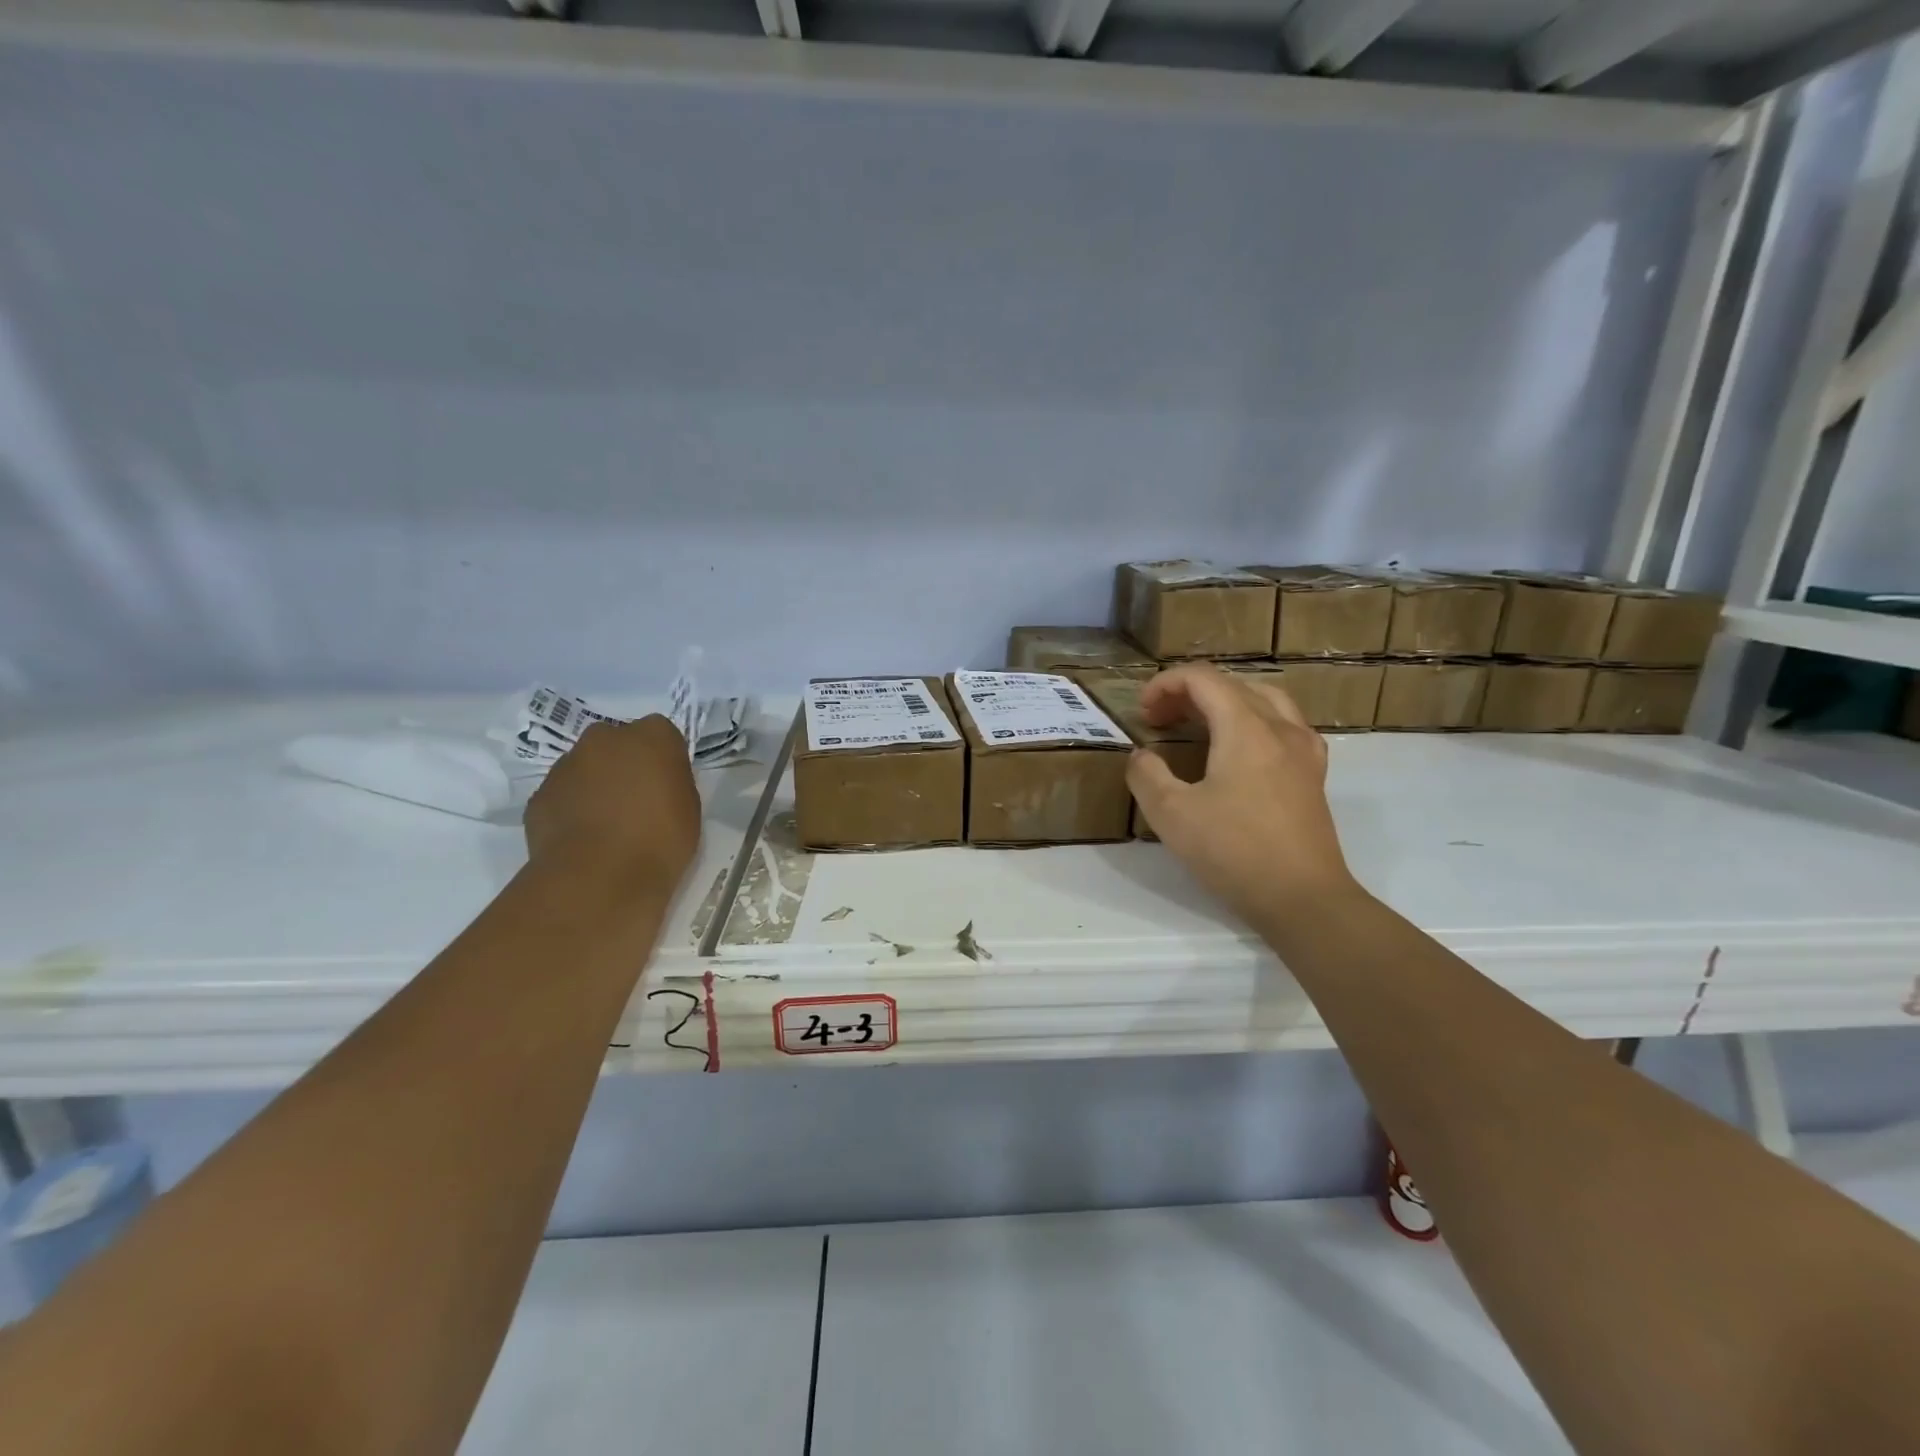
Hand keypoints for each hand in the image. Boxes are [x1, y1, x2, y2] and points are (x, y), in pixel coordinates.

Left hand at [524, 716, 701, 891]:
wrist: (599, 877)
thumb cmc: (660, 839)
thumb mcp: (689, 808)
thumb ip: (672, 783)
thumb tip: (656, 784)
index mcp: (651, 736)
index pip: (661, 734)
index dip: (663, 759)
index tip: (667, 785)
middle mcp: (605, 739)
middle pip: (617, 743)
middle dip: (624, 764)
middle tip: (636, 801)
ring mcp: (566, 765)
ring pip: (585, 768)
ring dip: (595, 786)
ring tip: (607, 827)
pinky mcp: (539, 795)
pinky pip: (562, 796)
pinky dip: (572, 810)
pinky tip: (584, 840)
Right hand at [1127, 665, 1358, 927]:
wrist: (1303, 899)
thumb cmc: (1234, 852)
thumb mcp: (1171, 814)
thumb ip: (1146, 775)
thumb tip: (1142, 756)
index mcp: (1246, 728)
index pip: (1203, 679)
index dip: (1165, 684)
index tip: (1142, 712)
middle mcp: (1280, 728)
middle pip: (1232, 686)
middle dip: (1189, 693)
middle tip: (1159, 720)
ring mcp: (1304, 751)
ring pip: (1263, 701)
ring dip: (1224, 703)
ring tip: (1198, 725)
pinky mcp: (1313, 775)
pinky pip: (1283, 726)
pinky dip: (1253, 722)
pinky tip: (1240, 750)